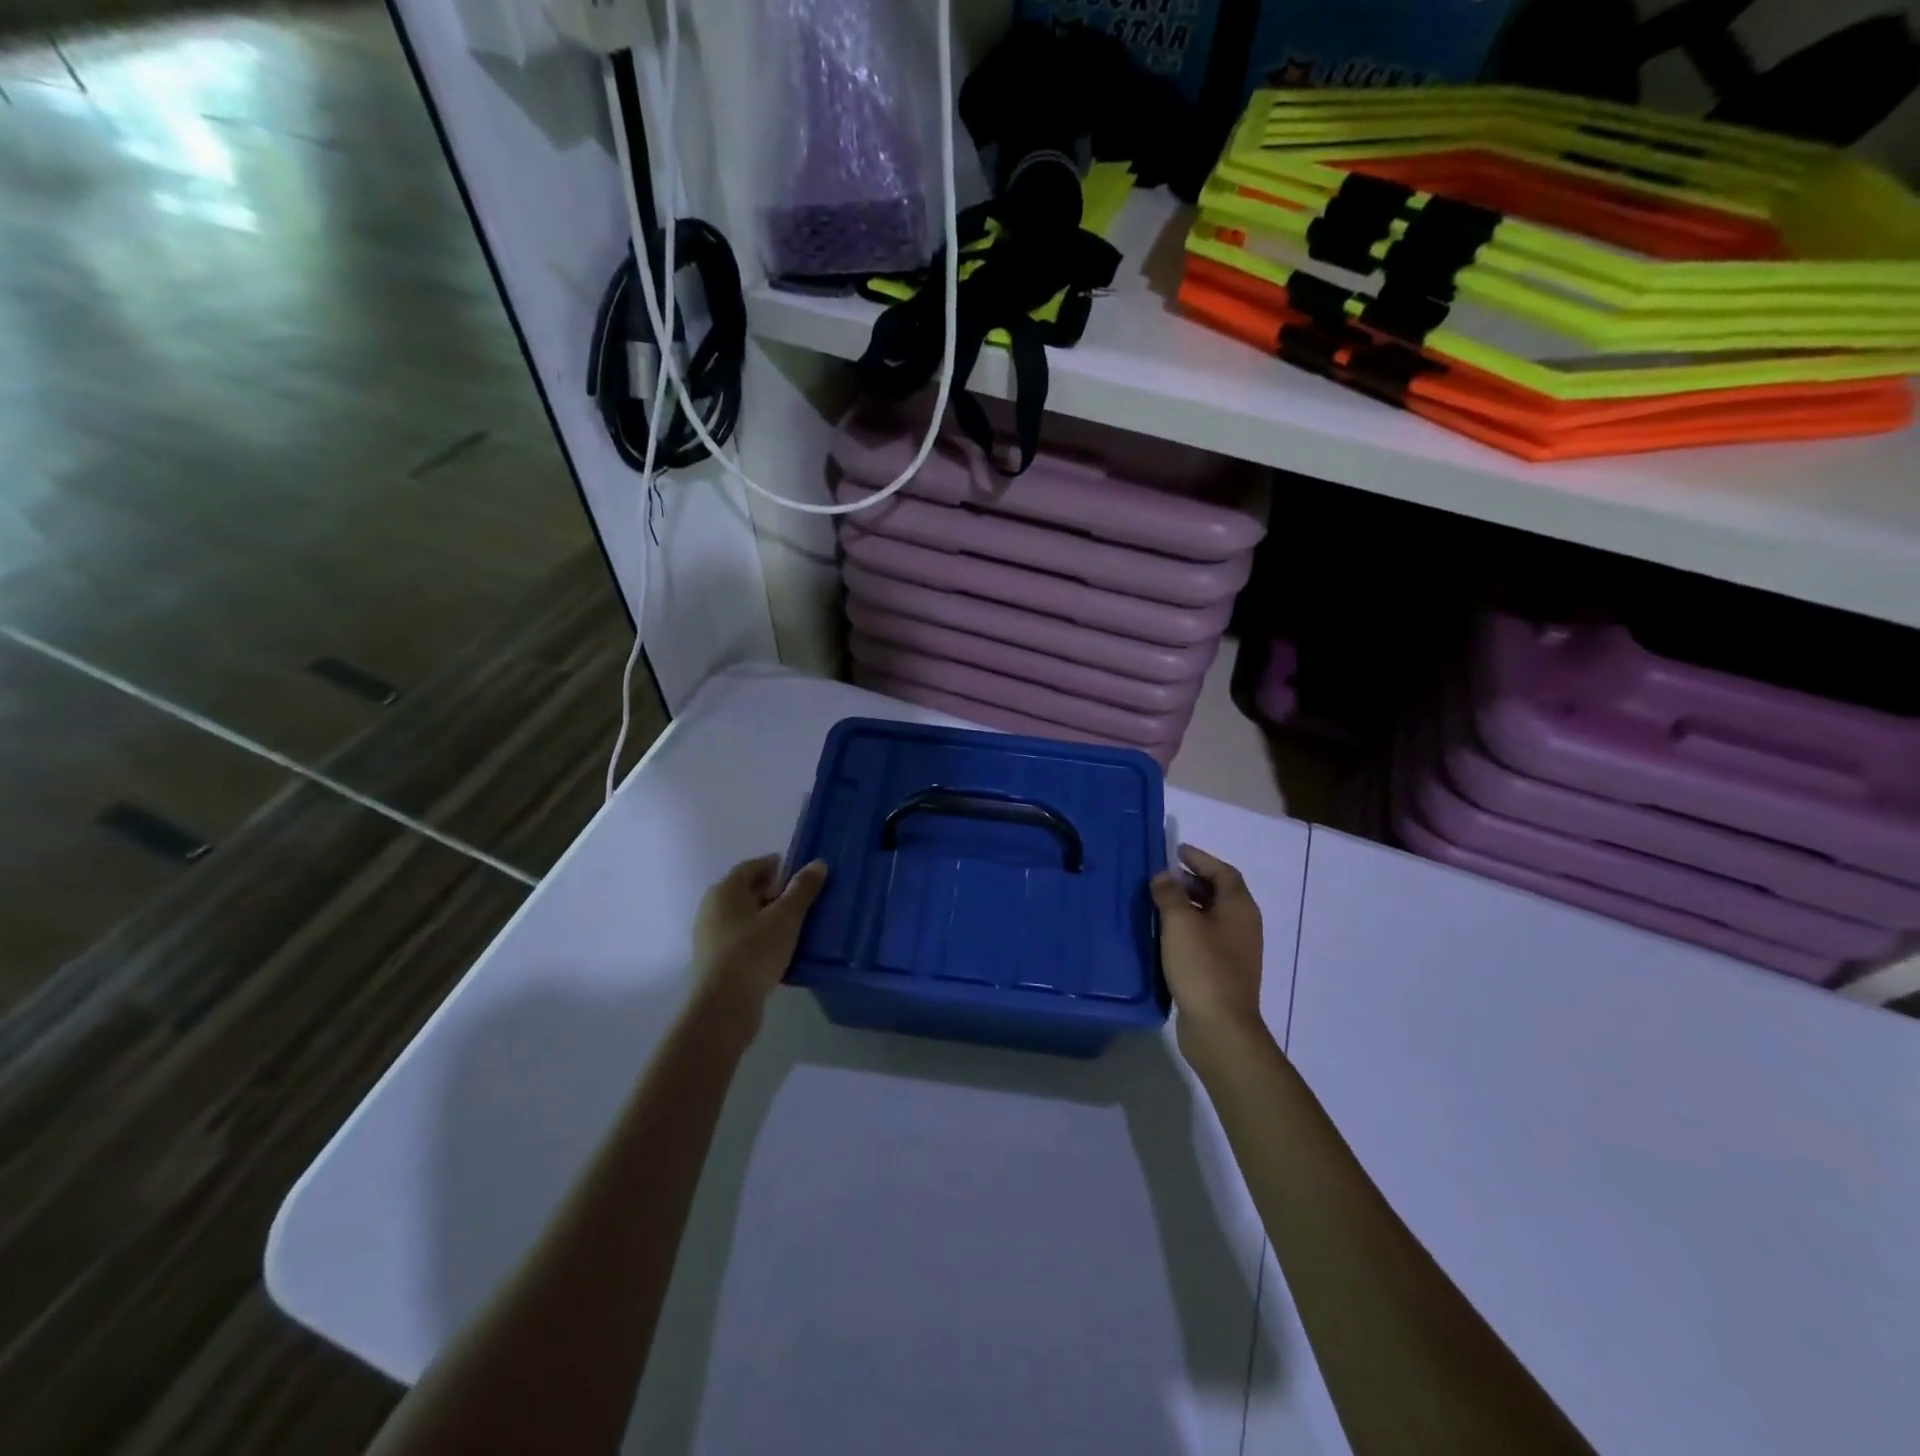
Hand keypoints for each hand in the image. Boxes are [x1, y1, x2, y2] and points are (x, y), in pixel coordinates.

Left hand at [691, 855, 828, 1030]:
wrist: (723, 1008)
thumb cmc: (754, 952)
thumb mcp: (785, 918)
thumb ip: (802, 890)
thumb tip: (818, 864)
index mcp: (725, 891)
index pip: (752, 867)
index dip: (776, 866)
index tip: (800, 872)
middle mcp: (712, 910)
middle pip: (747, 892)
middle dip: (775, 892)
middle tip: (804, 898)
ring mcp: (712, 938)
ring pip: (746, 918)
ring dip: (769, 917)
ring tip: (798, 925)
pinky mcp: (717, 963)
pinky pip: (743, 940)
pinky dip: (762, 938)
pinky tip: (782, 950)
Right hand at [1150, 845, 1266, 1061]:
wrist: (1220, 1028)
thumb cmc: (1203, 967)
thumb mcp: (1180, 923)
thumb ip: (1170, 894)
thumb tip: (1163, 876)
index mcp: (1239, 908)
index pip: (1223, 872)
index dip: (1201, 859)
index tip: (1177, 850)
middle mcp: (1243, 926)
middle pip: (1220, 893)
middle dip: (1193, 880)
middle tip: (1164, 875)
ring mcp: (1236, 951)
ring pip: (1212, 916)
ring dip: (1188, 904)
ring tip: (1159, 901)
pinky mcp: (1223, 971)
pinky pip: (1206, 937)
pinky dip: (1188, 927)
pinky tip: (1165, 934)